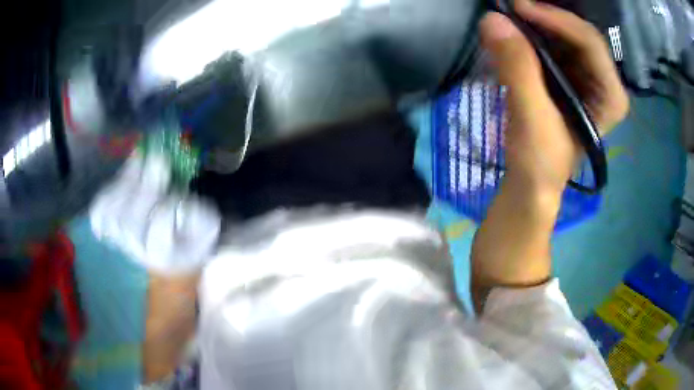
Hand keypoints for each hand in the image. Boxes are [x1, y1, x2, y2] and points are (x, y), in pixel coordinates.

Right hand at [480, 0, 628, 196]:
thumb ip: (517, 69)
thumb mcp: (532, 118)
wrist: (532, 182)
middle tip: (509, 7)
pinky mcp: (566, 76)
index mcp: (610, 96)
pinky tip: (512, 32)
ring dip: (534, 23)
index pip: (590, 42)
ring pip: (562, 35)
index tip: (518, 8)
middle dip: (544, 18)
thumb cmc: (540, 161)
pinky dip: (530, 34)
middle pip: (577, 33)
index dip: (556, 19)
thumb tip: (492, 20)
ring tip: (507, 16)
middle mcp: (603, 80)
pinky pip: (550, 43)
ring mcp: (585, 76)